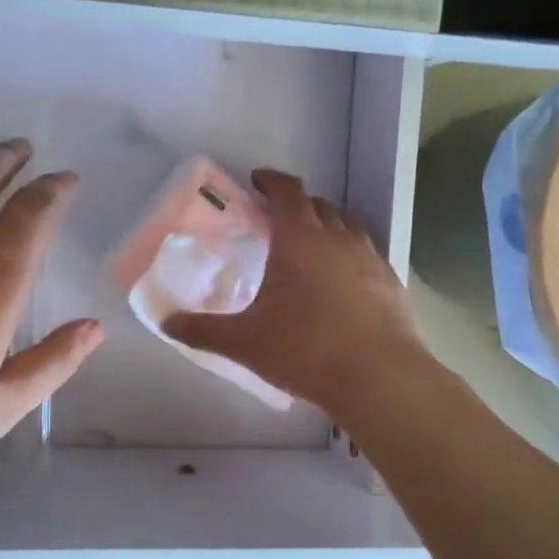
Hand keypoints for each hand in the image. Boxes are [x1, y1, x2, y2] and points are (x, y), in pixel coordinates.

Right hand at [163, 168, 425, 419]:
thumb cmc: (304, 349)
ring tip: (312, 245)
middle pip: (318, 205)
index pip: (287, 191)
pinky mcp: (391, 283)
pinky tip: (344, 281)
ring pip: (348, 226)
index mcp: (299, 238)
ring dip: (328, 226)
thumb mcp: (244, 342)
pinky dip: (351, 255)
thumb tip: (167, 324)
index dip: (272, 181)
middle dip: (298, 204)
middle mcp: (337, 238)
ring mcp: (370, 258)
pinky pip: (367, 254)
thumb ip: (203, 330)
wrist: (378, 377)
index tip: (258, 182)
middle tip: (278, 219)